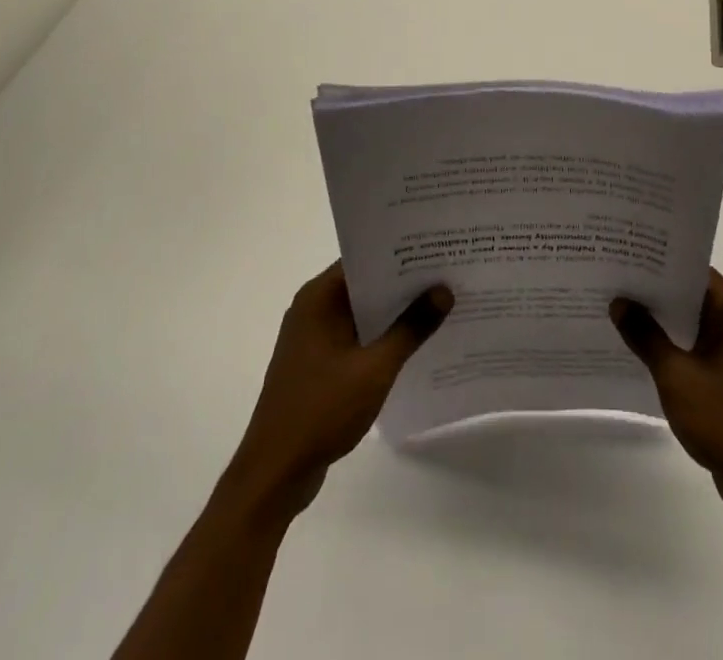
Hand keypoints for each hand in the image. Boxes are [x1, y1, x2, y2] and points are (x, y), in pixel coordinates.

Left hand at [224, 262, 452, 523]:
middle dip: (404, 282)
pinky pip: (357, 337)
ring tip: (440, 304)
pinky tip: (414, 344)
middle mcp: (313, 309)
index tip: (436, 247)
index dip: (400, 252)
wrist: (274, 475)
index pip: (364, 258)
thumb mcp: (374, 368)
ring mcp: (314, 338)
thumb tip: (444, 290)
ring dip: (395, 312)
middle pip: (365, 284)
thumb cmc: (321, 410)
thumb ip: (411, 328)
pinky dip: (382, 337)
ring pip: (362, 312)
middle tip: (448, 273)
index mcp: (319, 298)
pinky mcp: (318, 364)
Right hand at [611, 269, 722, 521]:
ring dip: (658, 318)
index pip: (690, 269)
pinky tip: (635, 345)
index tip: (622, 254)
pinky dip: (668, 343)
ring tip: (614, 306)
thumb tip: (619, 302)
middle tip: (610, 277)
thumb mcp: (677, 376)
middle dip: (651, 289)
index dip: (656, 261)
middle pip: (688, 292)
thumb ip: (646, 336)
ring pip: (688, 320)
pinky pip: (691, 344)